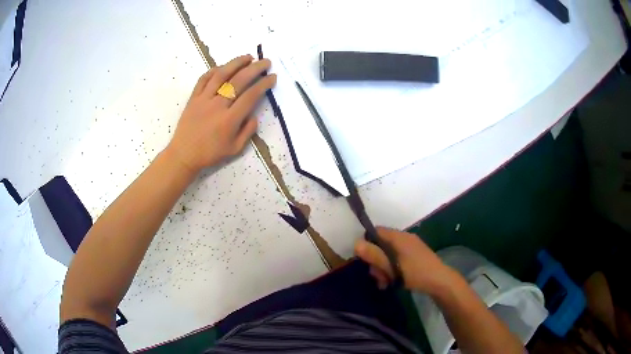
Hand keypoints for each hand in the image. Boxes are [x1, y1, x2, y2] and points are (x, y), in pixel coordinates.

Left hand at [166, 55, 276, 172]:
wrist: (184, 154)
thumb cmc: (210, 153)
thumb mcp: (235, 149)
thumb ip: (247, 131)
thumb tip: (254, 115)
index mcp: (229, 120)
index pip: (251, 96)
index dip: (263, 84)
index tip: (272, 77)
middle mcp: (217, 106)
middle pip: (239, 81)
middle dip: (255, 69)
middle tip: (265, 62)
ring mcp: (203, 99)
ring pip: (221, 75)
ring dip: (236, 63)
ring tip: (248, 57)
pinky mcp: (193, 98)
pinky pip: (204, 79)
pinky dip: (214, 70)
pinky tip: (224, 66)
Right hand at [354, 227, 455, 294]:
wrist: (440, 282)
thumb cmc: (416, 273)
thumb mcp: (393, 266)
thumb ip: (375, 255)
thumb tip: (355, 243)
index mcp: (399, 237)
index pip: (376, 231)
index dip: (367, 243)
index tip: (364, 259)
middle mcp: (404, 239)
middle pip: (381, 245)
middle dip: (376, 261)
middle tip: (377, 276)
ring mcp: (410, 248)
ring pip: (388, 255)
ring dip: (383, 268)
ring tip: (384, 283)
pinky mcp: (413, 257)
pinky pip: (396, 260)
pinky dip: (391, 270)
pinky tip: (390, 283)